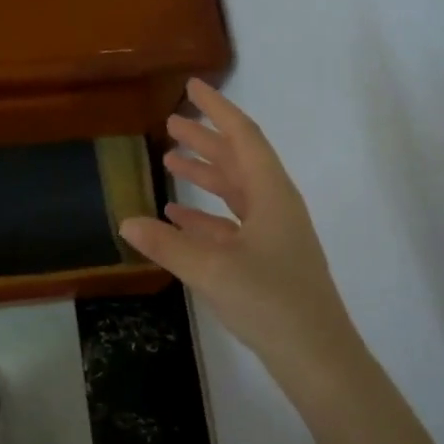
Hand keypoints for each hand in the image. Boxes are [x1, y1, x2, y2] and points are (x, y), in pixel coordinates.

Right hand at [121, 80, 359, 389]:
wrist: (317, 356)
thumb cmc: (271, 302)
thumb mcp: (213, 270)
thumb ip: (168, 244)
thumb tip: (126, 221)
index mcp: (272, 195)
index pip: (243, 137)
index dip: (217, 109)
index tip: (193, 87)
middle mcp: (275, 206)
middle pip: (237, 160)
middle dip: (205, 139)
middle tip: (170, 122)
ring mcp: (272, 234)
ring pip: (234, 191)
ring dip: (204, 174)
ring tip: (169, 160)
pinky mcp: (266, 259)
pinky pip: (231, 224)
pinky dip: (205, 215)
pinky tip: (177, 216)